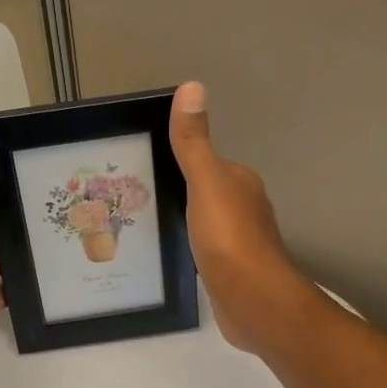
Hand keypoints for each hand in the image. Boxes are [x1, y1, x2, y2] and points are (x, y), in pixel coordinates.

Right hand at [169, 81, 313, 353]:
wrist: (253, 301)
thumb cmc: (229, 238)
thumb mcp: (205, 183)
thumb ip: (194, 142)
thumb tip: (192, 86)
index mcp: (240, 182)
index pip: (206, 163)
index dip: (179, 163)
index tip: (143, 167)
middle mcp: (245, 208)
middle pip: (205, 192)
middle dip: (177, 192)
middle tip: (133, 197)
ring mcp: (239, 242)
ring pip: (205, 222)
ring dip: (183, 220)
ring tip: (143, 224)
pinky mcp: (231, 271)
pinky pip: (205, 249)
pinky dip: (189, 246)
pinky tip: (170, 253)